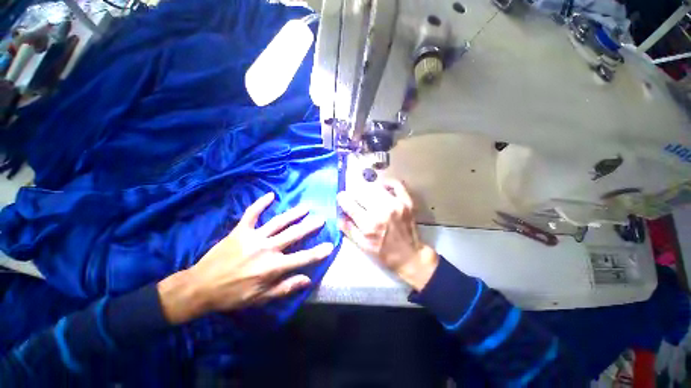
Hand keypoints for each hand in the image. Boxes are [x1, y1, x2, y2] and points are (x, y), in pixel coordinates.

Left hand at [158, 192, 333, 323]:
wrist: (201, 287)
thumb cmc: (233, 295)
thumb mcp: (261, 298)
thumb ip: (285, 288)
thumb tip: (307, 279)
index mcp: (273, 267)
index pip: (302, 258)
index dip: (318, 252)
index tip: (330, 245)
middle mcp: (266, 249)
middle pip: (294, 235)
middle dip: (310, 227)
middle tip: (321, 219)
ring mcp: (253, 237)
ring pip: (278, 222)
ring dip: (294, 214)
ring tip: (305, 207)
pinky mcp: (240, 230)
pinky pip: (252, 213)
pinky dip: (261, 203)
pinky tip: (271, 195)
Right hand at [337, 179, 437, 290]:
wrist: (409, 255)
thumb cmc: (384, 252)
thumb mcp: (362, 245)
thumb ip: (348, 229)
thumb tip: (339, 214)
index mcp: (370, 224)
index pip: (350, 204)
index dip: (342, 199)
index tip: (341, 198)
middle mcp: (382, 211)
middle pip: (362, 192)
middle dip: (355, 195)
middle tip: (355, 200)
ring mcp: (397, 204)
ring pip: (376, 187)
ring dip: (368, 190)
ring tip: (367, 196)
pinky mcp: (407, 202)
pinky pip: (396, 184)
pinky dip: (388, 183)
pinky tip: (382, 187)